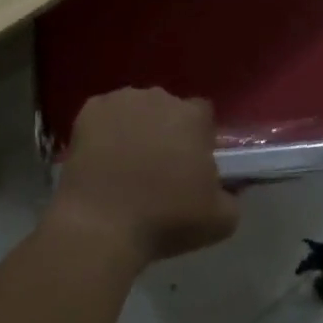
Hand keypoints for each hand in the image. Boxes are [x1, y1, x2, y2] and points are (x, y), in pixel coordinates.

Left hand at [51, 88, 239, 264]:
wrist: (101, 225)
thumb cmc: (165, 220)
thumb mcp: (220, 220)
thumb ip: (233, 196)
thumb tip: (230, 188)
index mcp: (192, 117)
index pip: (203, 115)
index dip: (199, 137)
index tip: (191, 162)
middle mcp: (158, 97)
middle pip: (168, 109)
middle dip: (166, 131)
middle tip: (158, 167)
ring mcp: (121, 100)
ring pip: (135, 109)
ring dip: (135, 128)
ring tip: (125, 165)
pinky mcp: (89, 110)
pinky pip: (104, 115)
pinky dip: (104, 131)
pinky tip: (101, 159)